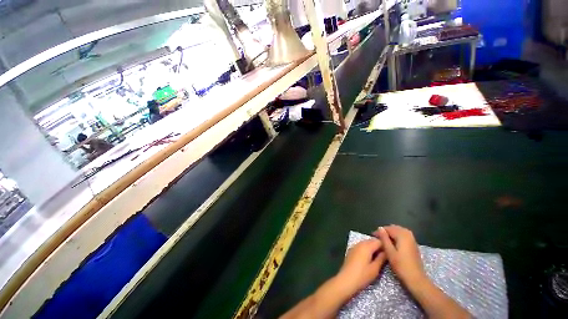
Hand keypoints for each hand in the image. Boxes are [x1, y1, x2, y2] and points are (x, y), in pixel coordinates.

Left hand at [336, 239, 385, 296]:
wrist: (343, 284)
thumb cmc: (361, 276)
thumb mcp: (375, 268)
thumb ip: (382, 257)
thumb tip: (387, 251)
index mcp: (367, 246)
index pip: (380, 241)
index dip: (386, 246)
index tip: (390, 253)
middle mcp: (359, 244)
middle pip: (373, 241)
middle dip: (379, 247)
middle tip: (385, 257)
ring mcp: (353, 248)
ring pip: (367, 245)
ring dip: (372, 250)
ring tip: (377, 260)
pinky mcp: (350, 254)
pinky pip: (361, 249)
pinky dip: (366, 252)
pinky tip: (368, 261)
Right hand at [373, 225, 426, 289]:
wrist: (414, 275)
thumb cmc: (401, 265)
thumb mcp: (390, 253)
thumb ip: (385, 240)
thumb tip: (380, 228)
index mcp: (402, 234)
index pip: (389, 228)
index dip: (380, 231)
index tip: (372, 236)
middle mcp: (408, 233)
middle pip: (395, 228)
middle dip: (386, 232)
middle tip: (376, 239)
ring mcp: (412, 238)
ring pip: (399, 232)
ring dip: (391, 235)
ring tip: (383, 242)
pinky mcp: (413, 243)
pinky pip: (403, 236)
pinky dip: (397, 238)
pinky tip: (392, 245)